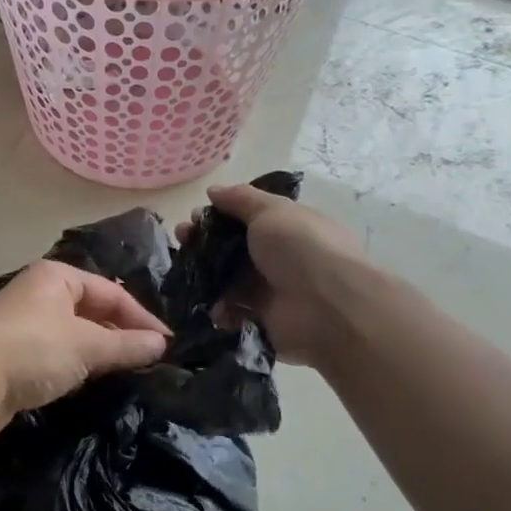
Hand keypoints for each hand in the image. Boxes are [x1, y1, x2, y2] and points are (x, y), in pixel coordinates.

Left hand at [0, 260, 169, 436]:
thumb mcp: (86, 345)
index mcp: (56, 277)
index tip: (167, 346)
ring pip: (74, 334)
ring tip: (128, 372)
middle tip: (151, 361)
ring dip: (99, 351)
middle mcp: (39, 293)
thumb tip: (161, 344)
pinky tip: (90, 382)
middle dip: (120, 333)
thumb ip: (126, 345)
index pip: (111, 292)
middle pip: (91, 310)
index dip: (141, 318)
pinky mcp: (13, 353)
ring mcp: (23, 323)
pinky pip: (56, 354)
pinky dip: (76, 365)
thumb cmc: (31, 349)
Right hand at [187, 183, 368, 367]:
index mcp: (287, 227)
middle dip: (204, 242)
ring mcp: (271, 289)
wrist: (328, 308)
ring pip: (228, 278)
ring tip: (185, 273)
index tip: (194, 216)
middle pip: (233, 247)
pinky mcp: (263, 319)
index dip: (218, 215)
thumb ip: (240, 199)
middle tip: (182, 240)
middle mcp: (280, 257)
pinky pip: (233, 311)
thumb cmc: (300, 248)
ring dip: (205, 274)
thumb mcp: (271, 211)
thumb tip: (214, 191)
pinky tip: (208, 302)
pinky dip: (218, 308)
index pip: (247, 218)